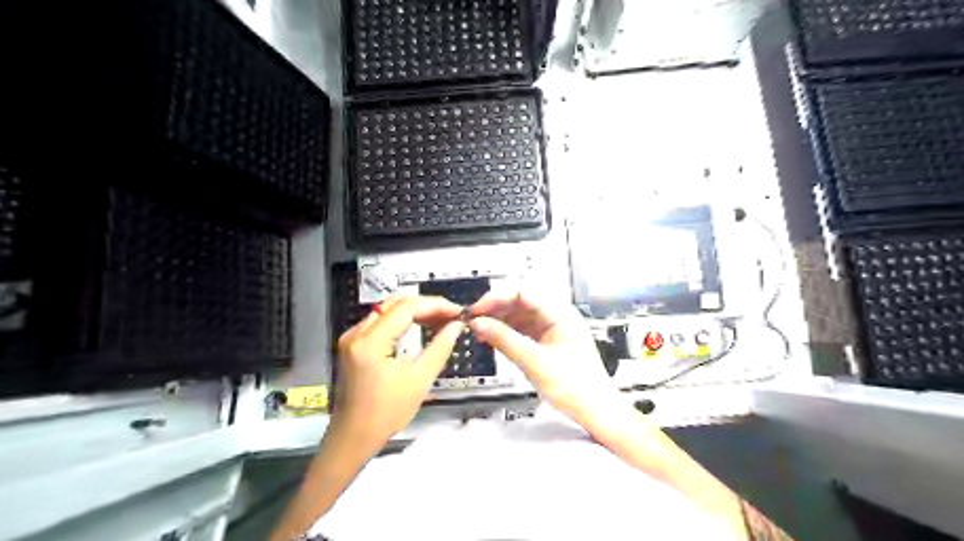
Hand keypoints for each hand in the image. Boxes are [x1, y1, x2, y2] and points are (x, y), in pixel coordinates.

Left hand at [334, 296, 463, 450]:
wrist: (353, 438)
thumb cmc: (386, 413)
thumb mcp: (419, 380)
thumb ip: (440, 348)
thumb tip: (456, 325)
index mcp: (371, 341)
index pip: (407, 308)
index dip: (435, 305)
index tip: (458, 311)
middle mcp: (357, 332)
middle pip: (396, 304)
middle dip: (426, 306)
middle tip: (451, 315)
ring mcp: (352, 337)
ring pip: (388, 309)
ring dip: (415, 311)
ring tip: (440, 320)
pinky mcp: (353, 344)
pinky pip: (381, 321)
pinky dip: (402, 320)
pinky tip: (420, 326)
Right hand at [467, 291, 615, 425]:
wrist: (597, 413)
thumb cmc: (575, 388)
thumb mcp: (535, 362)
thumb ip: (504, 340)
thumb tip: (477, 323)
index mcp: (560, 313)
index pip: (522, 292)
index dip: (495, 297)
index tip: (475, 310)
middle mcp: (556, 315)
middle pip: (519, 302)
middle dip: (495, 309)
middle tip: (473, 321)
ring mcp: (552, 328)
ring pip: (519, 316)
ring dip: (498, 321)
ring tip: (478, 331)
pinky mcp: (547, 342)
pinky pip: (522, 330)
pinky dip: (506, 333)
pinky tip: (492, 338)